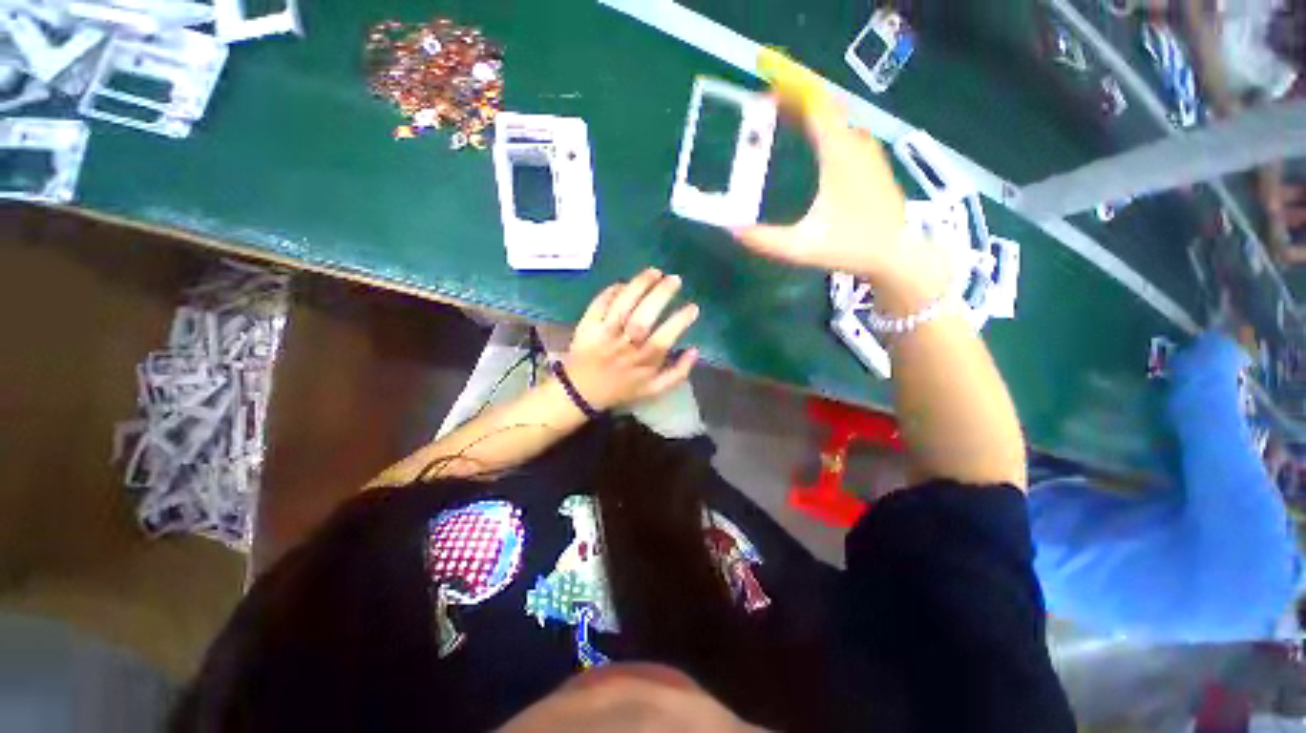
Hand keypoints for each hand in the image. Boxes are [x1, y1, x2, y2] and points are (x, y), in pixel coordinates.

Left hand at [562, 269, 699, 410]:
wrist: (582, 392)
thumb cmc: (621, 389)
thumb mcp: (654, 390)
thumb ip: (678, 373)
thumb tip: (695, 350)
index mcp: (643, 362)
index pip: (664, 338)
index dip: (680, 321)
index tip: (693, 307)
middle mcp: (625, 346)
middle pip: (643, 317)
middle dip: (661, 294)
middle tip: (675, 279)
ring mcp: (604, 334)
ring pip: (622, 306)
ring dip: (639, 285)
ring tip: (655, 272)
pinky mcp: (587, 326)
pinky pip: (599, 304)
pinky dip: (612, 291)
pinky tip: (625, 283)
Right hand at [732, 50, 951, 297]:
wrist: (897, 254)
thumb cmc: (850, 246)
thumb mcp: (802, 247)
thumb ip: (766, 240)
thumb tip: (732, 230)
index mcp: (839, 154)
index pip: (816, 107)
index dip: (792, 92)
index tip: (768, 90)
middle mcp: (856, 144)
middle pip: (826, 110)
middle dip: (797, 105)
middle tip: (768, 110)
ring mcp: (869, 152)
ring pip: (838, 122)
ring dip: (813, 118)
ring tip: (786, 124)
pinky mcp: (874, 164)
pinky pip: (846, 135)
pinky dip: (827, 132)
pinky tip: (813, 148)